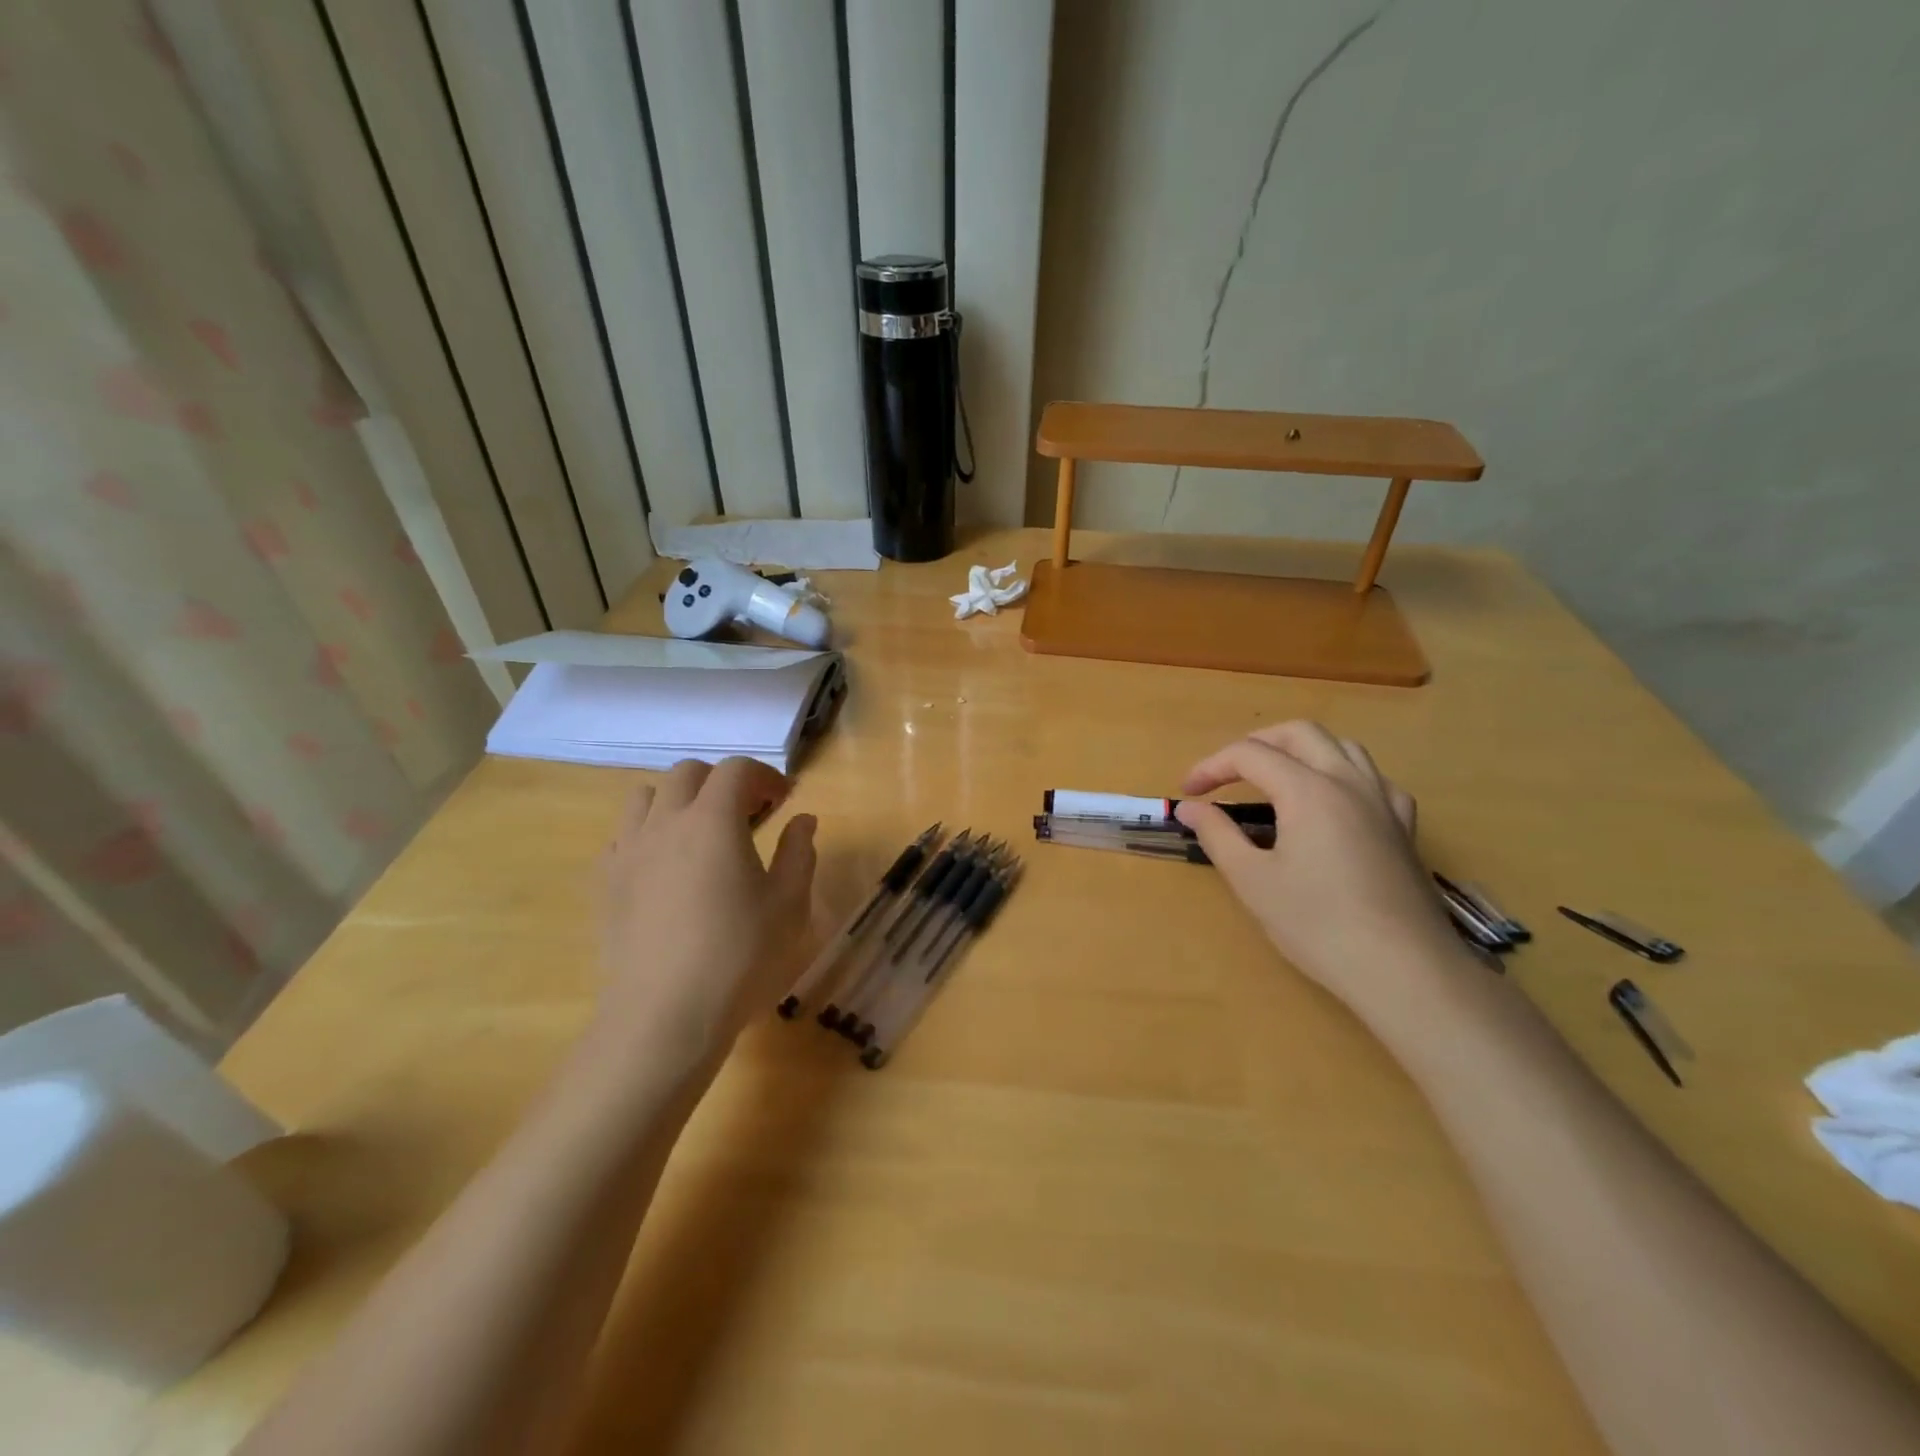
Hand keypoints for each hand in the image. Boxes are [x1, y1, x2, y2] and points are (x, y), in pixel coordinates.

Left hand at [594, 758, 816, 1080]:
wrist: (665, 1015)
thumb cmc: (739, 956)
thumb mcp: (788, 904)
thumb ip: (799, 852)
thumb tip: (803, 820)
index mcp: (713, 820)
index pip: (736, 769)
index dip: (765, 776)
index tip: (784, 798)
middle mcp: (665, 822)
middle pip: (688, 773)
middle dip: (722, 781)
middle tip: (748, 813)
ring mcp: (628, 851)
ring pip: (646, 796)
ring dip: (679, 800)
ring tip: (701, 832)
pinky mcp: (606, 882)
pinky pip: (623, 835)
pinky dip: (649, 832)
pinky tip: (667, 866)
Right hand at [1174, 722, 1460, 1019]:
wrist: (1404, 971)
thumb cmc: (1318, 925)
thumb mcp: (1252, 880)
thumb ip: (1217, 834)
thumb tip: (1189, 807)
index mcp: (1308, 790)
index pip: (1250, 755)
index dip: (1211, 767)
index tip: (1187, 794)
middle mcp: (1349, 782)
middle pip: (1299, 734)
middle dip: (1256, 744)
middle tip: (1226, 774)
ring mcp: (1383, 802)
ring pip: (1342, 747)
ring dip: (1300, 751)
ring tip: (1275, 780)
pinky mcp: (1403, 827)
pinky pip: (1372, 779)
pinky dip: (1342, 775)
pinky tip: (1333, 803)